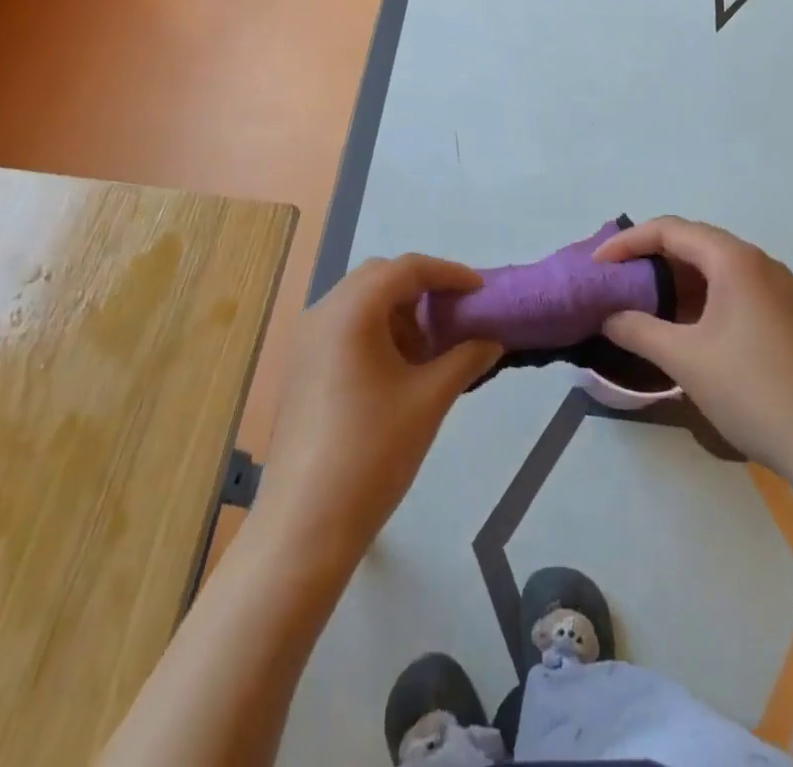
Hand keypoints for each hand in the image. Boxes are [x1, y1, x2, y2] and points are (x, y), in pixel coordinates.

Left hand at [251, 256, 501, 566]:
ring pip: (359, 302)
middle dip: (421, 291)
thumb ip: (465, 360)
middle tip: (454, 318)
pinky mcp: (300, 367)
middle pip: (379, 278)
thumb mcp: (429, 400)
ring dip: (397, 313)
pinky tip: (397, 372)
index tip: (480, 290)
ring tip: (427, 353)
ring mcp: (306, 340)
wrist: (306, 523)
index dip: (448, 273)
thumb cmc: (373, 452)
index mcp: (351, 310)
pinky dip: (375, 332)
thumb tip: (492, 341)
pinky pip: (343, 328)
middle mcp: (323, 313)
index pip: (406, 268)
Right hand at [594, 217, 792, 475]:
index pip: (669, 229)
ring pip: (713, 268)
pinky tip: (683, 327)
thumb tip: (609, 316)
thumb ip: (638, 329)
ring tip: (641, 304)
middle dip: (649, 258)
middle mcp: (758, 263)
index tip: (596, 267)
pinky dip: (699, 298)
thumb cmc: (754, 391)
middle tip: (615, 281)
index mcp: (734, 260)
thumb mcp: (685, 359)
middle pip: (693, 243)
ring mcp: (777, 290)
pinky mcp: (786, 317)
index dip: (626, 242)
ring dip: (674, 280)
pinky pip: (732, 290)